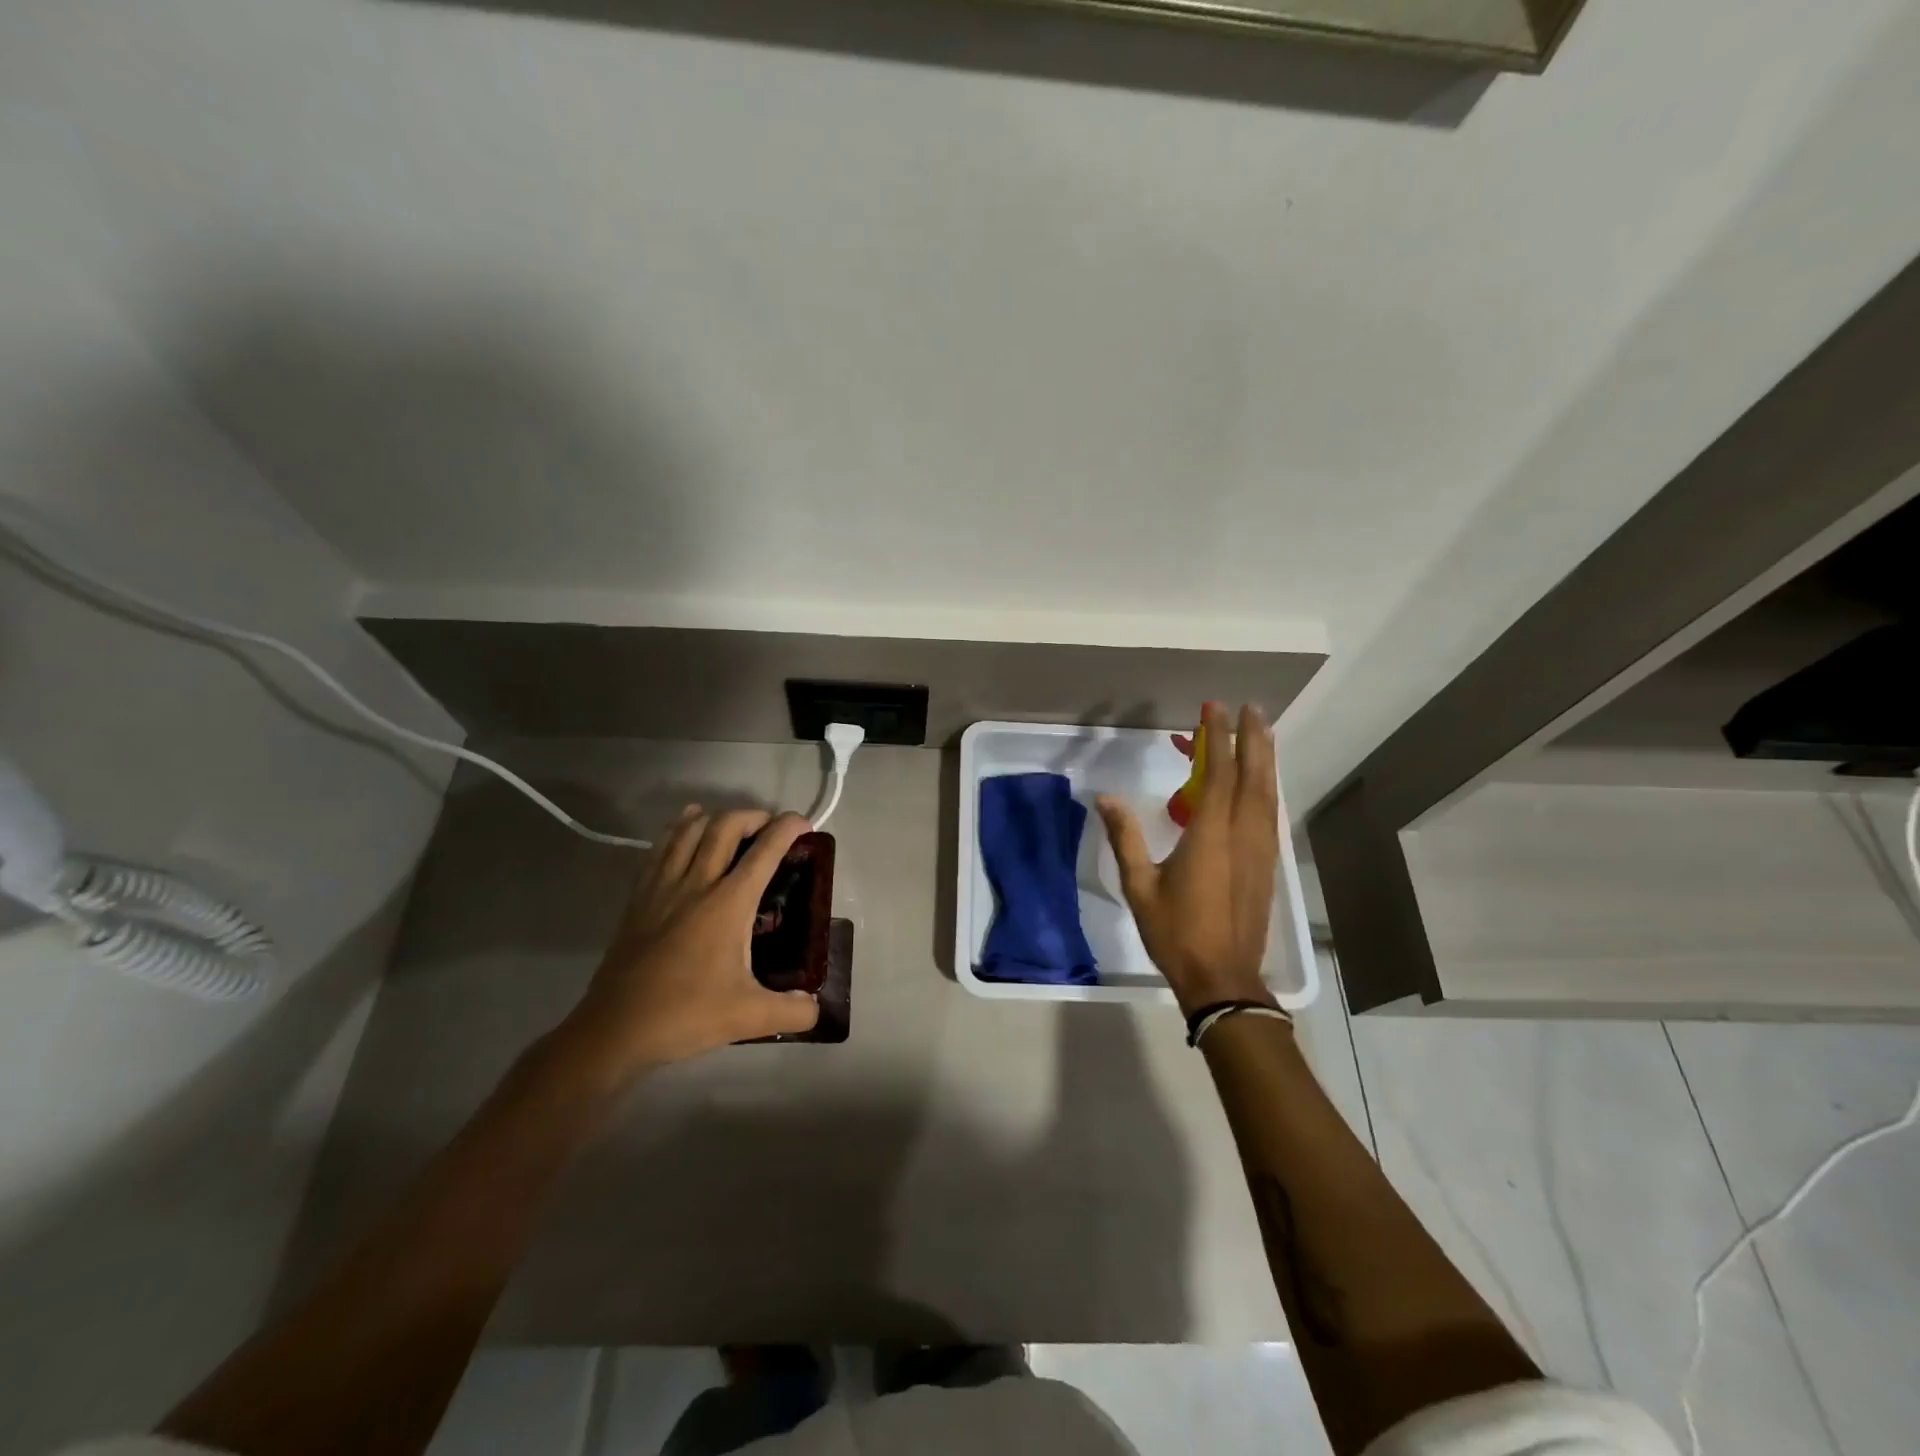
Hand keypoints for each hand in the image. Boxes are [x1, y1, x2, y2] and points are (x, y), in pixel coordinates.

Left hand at [560, 808, 820, 1083]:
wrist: (615, 1029)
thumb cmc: (685, 1016)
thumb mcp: (749, 1017)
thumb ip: (793, 1012)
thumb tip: (817, 1008)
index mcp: (728, 904)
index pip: (765, 851)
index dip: (788, 828)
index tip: (805, 823)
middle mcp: (697, 884)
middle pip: (725, 826)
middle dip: (753, 816)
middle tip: (770, 829)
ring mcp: (663, 887)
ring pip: (690, 830)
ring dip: (716, 817)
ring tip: (733, 825)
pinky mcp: (639, 898)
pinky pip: (660, 847)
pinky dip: (679, 828)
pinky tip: (687, 825)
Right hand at [1096, 703, 1279, 1015]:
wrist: (1222, 978)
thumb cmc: (1176, 932)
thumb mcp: (1139, 886)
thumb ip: (1125, 837)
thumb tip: (1105, 797)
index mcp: (1211, 835)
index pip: (1220, 773)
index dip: (1218, 737)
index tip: (1214, 708)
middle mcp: (1243, 835)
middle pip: (1253, 776)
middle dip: (1253, 738)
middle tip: (1250, 708)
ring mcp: (1260, 850)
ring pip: (1267, 794)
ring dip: (1265, 760)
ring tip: (1261, 732)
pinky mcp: (1266, 865)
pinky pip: (1268, 814)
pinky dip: (1265, 788)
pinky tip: (1260, 784)